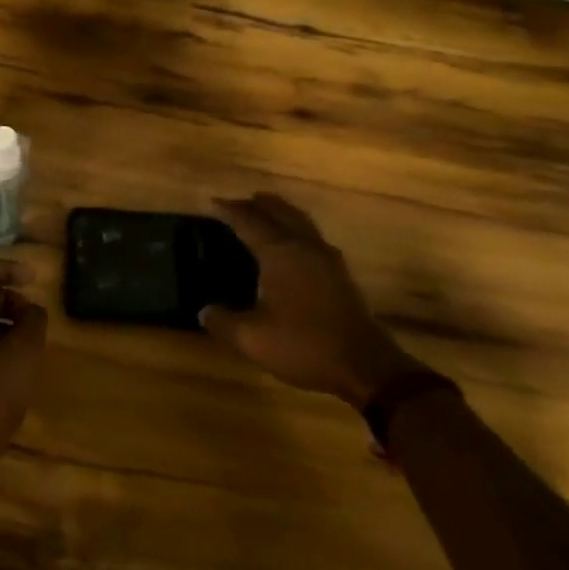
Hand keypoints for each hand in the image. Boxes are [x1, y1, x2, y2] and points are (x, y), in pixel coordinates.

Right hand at [200, 194, 419, 407]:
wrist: (365, 366)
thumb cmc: (304, 345)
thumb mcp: (252, 339)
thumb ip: (223, 322)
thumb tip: (203, 311)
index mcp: (279, 252)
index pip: (248, 221)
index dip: (229, 211)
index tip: (212, 203)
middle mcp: (303, 245)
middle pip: (277, 212)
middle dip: (255, 205)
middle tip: (235, 204)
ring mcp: (326, 257)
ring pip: (298, 220)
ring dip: (278, 212)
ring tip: (262, 212)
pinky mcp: (339, 272)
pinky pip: (310, 234)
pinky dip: (294, 227)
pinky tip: (291, 244)